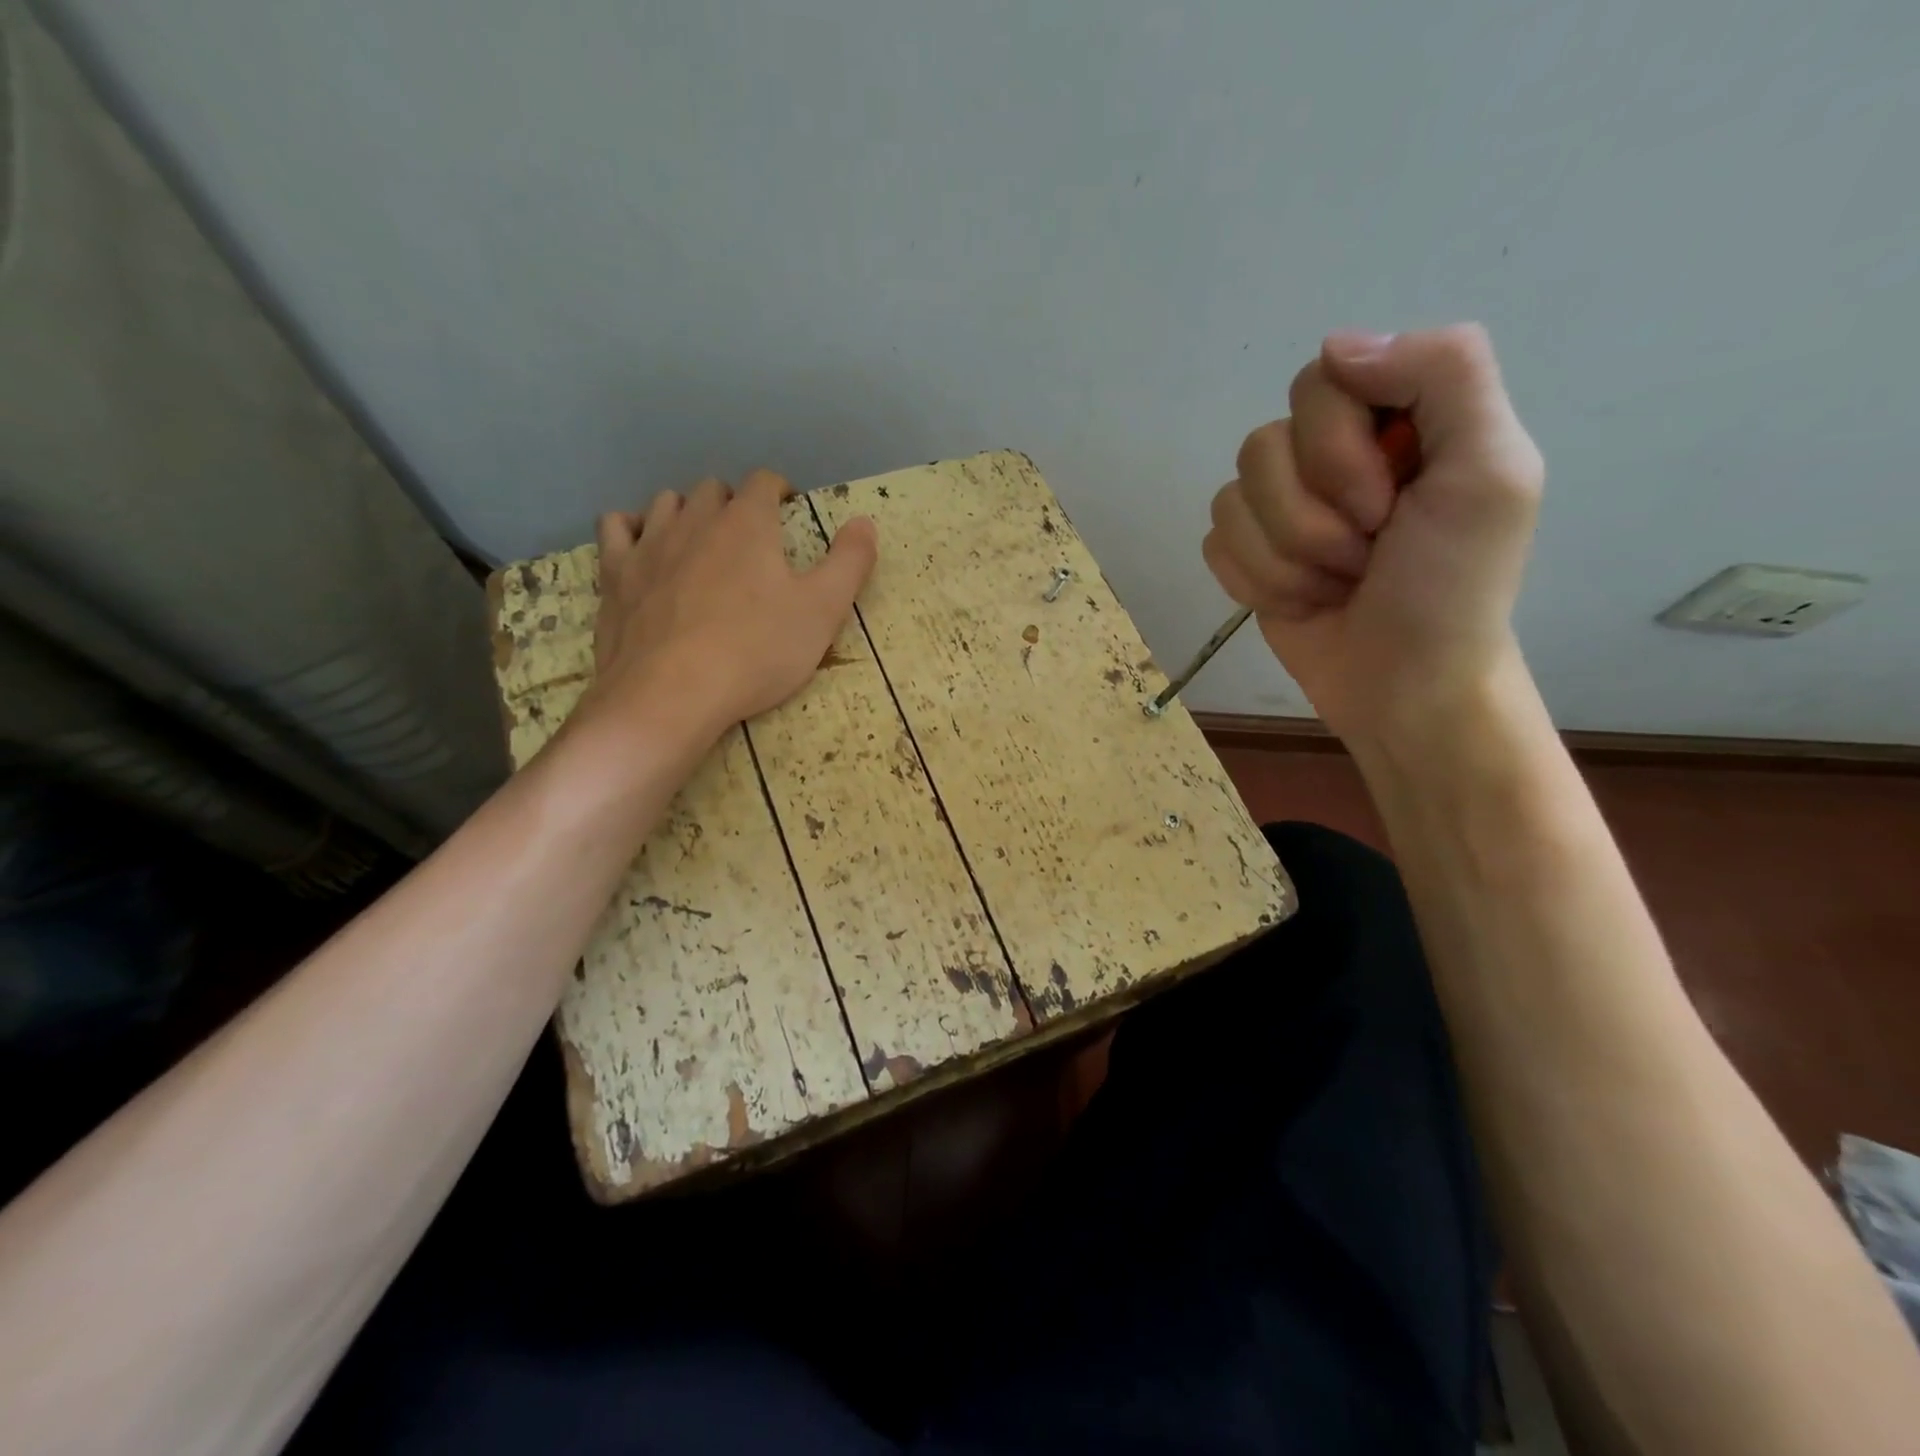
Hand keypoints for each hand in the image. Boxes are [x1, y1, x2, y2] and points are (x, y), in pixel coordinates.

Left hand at [578, 469, 877, 752]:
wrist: (671, 695)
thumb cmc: (756, 652)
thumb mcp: (822, 611)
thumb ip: (850, 562)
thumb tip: (865, 522)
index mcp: (747, 524)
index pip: (764, 483)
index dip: (780, 491)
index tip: (789, 513)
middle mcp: (694, 520)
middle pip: (713, 489)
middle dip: (734, 503)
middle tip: (750, 537)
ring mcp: (648, 545)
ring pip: (666, 503)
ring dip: (687, 512)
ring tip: (701, 541)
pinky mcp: (615, 575)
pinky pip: (616, 528)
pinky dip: (632, 529)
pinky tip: (643, 547)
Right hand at [1203, 324, 1544, 747]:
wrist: (1406, 686)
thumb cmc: (1454, 589)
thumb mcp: (1490, 472)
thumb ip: (1444, 373)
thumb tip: (1335, 346)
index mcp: (1395, 417)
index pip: (1319, 382)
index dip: (1338, 451)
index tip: (1388, 505)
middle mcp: (1329, 452)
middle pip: (1263, 443)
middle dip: (1312, 518)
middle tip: (1366, 554)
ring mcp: (1281, 506)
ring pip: (1231, 499)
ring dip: (1286, 560)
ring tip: (1335, 585)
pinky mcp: (1248, 553)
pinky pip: (1215, 544)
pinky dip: (1257, 582)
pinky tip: (1300, 602)